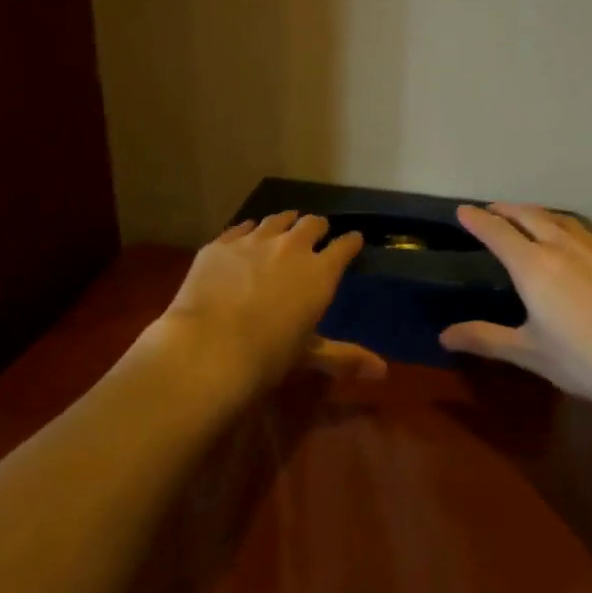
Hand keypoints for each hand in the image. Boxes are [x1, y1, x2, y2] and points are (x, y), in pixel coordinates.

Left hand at [157, 211, 385, 394]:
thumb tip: (383, 372)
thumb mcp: (309, 355)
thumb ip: (345, 357)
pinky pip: (240, 227)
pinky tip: (247, 234)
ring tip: (286, 224)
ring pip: (276, 220)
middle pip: (311, 224)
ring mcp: (253, 241)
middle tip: (317, 232)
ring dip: (285, 222)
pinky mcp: (221, 244)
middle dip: (318, 227)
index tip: (354, 240)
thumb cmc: (267, 355)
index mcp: (320, 273)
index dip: (351, 242)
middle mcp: (291, 248)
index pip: (345, 247)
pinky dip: (249, 230)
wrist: (209, 346)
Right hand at [440, 203, 591, 414]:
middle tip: (492, 210)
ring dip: (538, 214)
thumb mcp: (531, 353)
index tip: (463, 210)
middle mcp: (563, 246)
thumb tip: (443, 336)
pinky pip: (588, 233)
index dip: (477, 219)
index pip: (497, 232)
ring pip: (561, 219)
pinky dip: (569, 230)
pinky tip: (576, 246)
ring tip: (529, 219)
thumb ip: (486, 339)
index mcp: (533, 266)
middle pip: (529, 215)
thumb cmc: (588, 360)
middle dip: (506, 209)